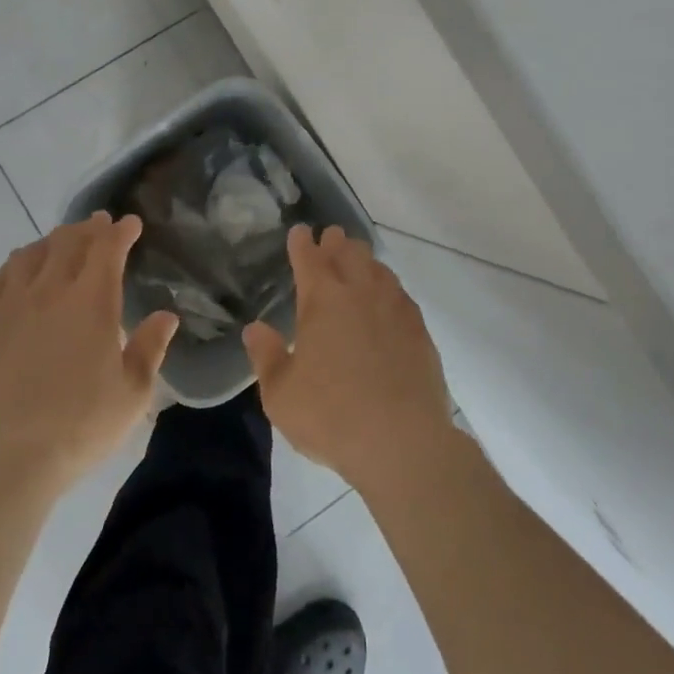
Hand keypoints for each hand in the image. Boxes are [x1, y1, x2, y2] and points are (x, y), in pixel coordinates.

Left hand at [0, 213, 179, 499]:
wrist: (0, 460)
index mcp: (91, 301)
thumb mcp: (131, 395)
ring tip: (62, 242)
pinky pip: (1, 277)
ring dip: (53, 241)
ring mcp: (10, 304)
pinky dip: (18, 263)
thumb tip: (166, 316)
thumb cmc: (77, 428)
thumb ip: (150, 349)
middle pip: (69, 242)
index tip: (130, 223)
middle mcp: (50, 291)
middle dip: (88, 228)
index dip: (120, 232)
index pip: (107, 249)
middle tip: (99, 224)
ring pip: (33, 254)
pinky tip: (21, 269)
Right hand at [243, 225, 454, 492]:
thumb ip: (266, 356)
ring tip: (358, 260)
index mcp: (322, 299)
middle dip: (336, 242)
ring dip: (364, 259)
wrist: (402, 441)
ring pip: (377, 268)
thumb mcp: (281, 394)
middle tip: (330, 237)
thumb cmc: (331, 416)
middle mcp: (359, 292)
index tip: (299, 232)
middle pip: (348, 253)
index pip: (309, 258)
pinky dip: (387, 286)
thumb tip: (255, 328)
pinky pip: (399, 293)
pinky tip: (387, 298)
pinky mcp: (419, 329)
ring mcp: (394, 307)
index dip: (302, 243)